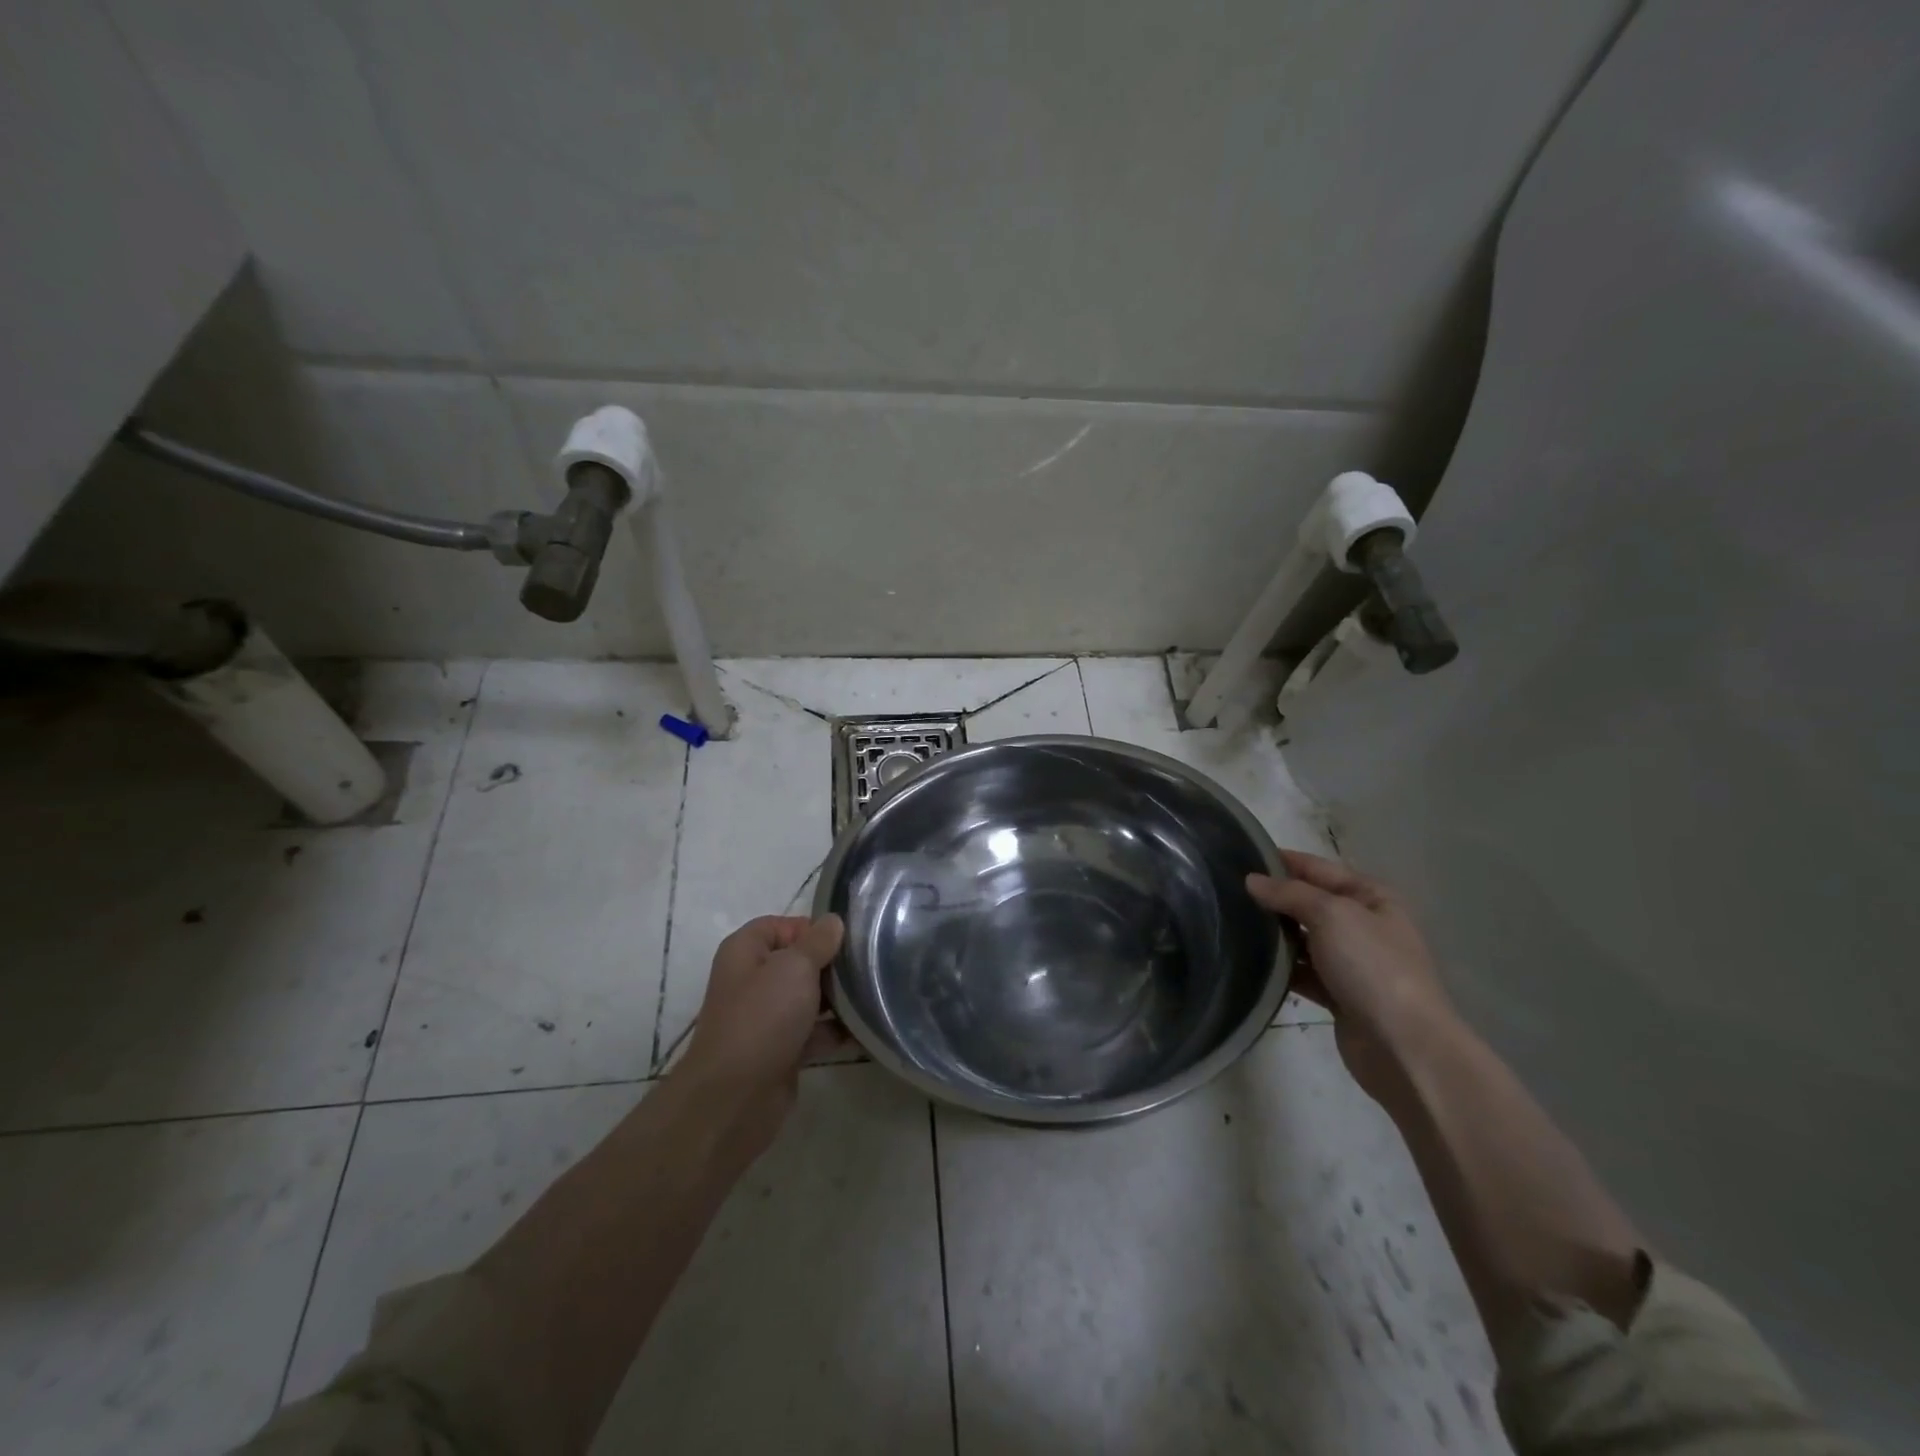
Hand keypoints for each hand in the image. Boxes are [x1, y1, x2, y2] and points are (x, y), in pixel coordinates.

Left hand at [676, 914, 845, 1155]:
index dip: (810, 928)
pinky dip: (835, 1030)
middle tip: (866, 965)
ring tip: (873, 993)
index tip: (844, 939)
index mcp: (745, 951)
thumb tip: (833, 921)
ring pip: (807, 997)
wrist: (736, 1096)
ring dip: (836, 997)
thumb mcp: (795, 968)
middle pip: (797, 961)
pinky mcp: (780, 1050)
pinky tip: (865, 1027)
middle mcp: (752, 980)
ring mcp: (765, 1017)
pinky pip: (813, 1031)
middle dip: (830, 963)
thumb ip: (818, 942)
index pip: (779, 925)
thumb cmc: (763, 1017)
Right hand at [1247, 850, 1452, 1101]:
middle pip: (1309, 902)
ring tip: (1230, 923)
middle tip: (1227, 892)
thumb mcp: (1331, 915)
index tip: (1240, 856)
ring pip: (1304, 938)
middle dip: (1273, 897)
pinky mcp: (1339, 995)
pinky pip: (1303, 972)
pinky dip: (1281, 967)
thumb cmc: (1372, 966)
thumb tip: (1252, 880)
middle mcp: (1363, 925)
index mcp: (1371, 897)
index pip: (1318, 868)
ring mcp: (1352, 962)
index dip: (1283, 861)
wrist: (1404, 1046)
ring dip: (1274, 934)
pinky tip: (1250, 961)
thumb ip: (1289, 893)